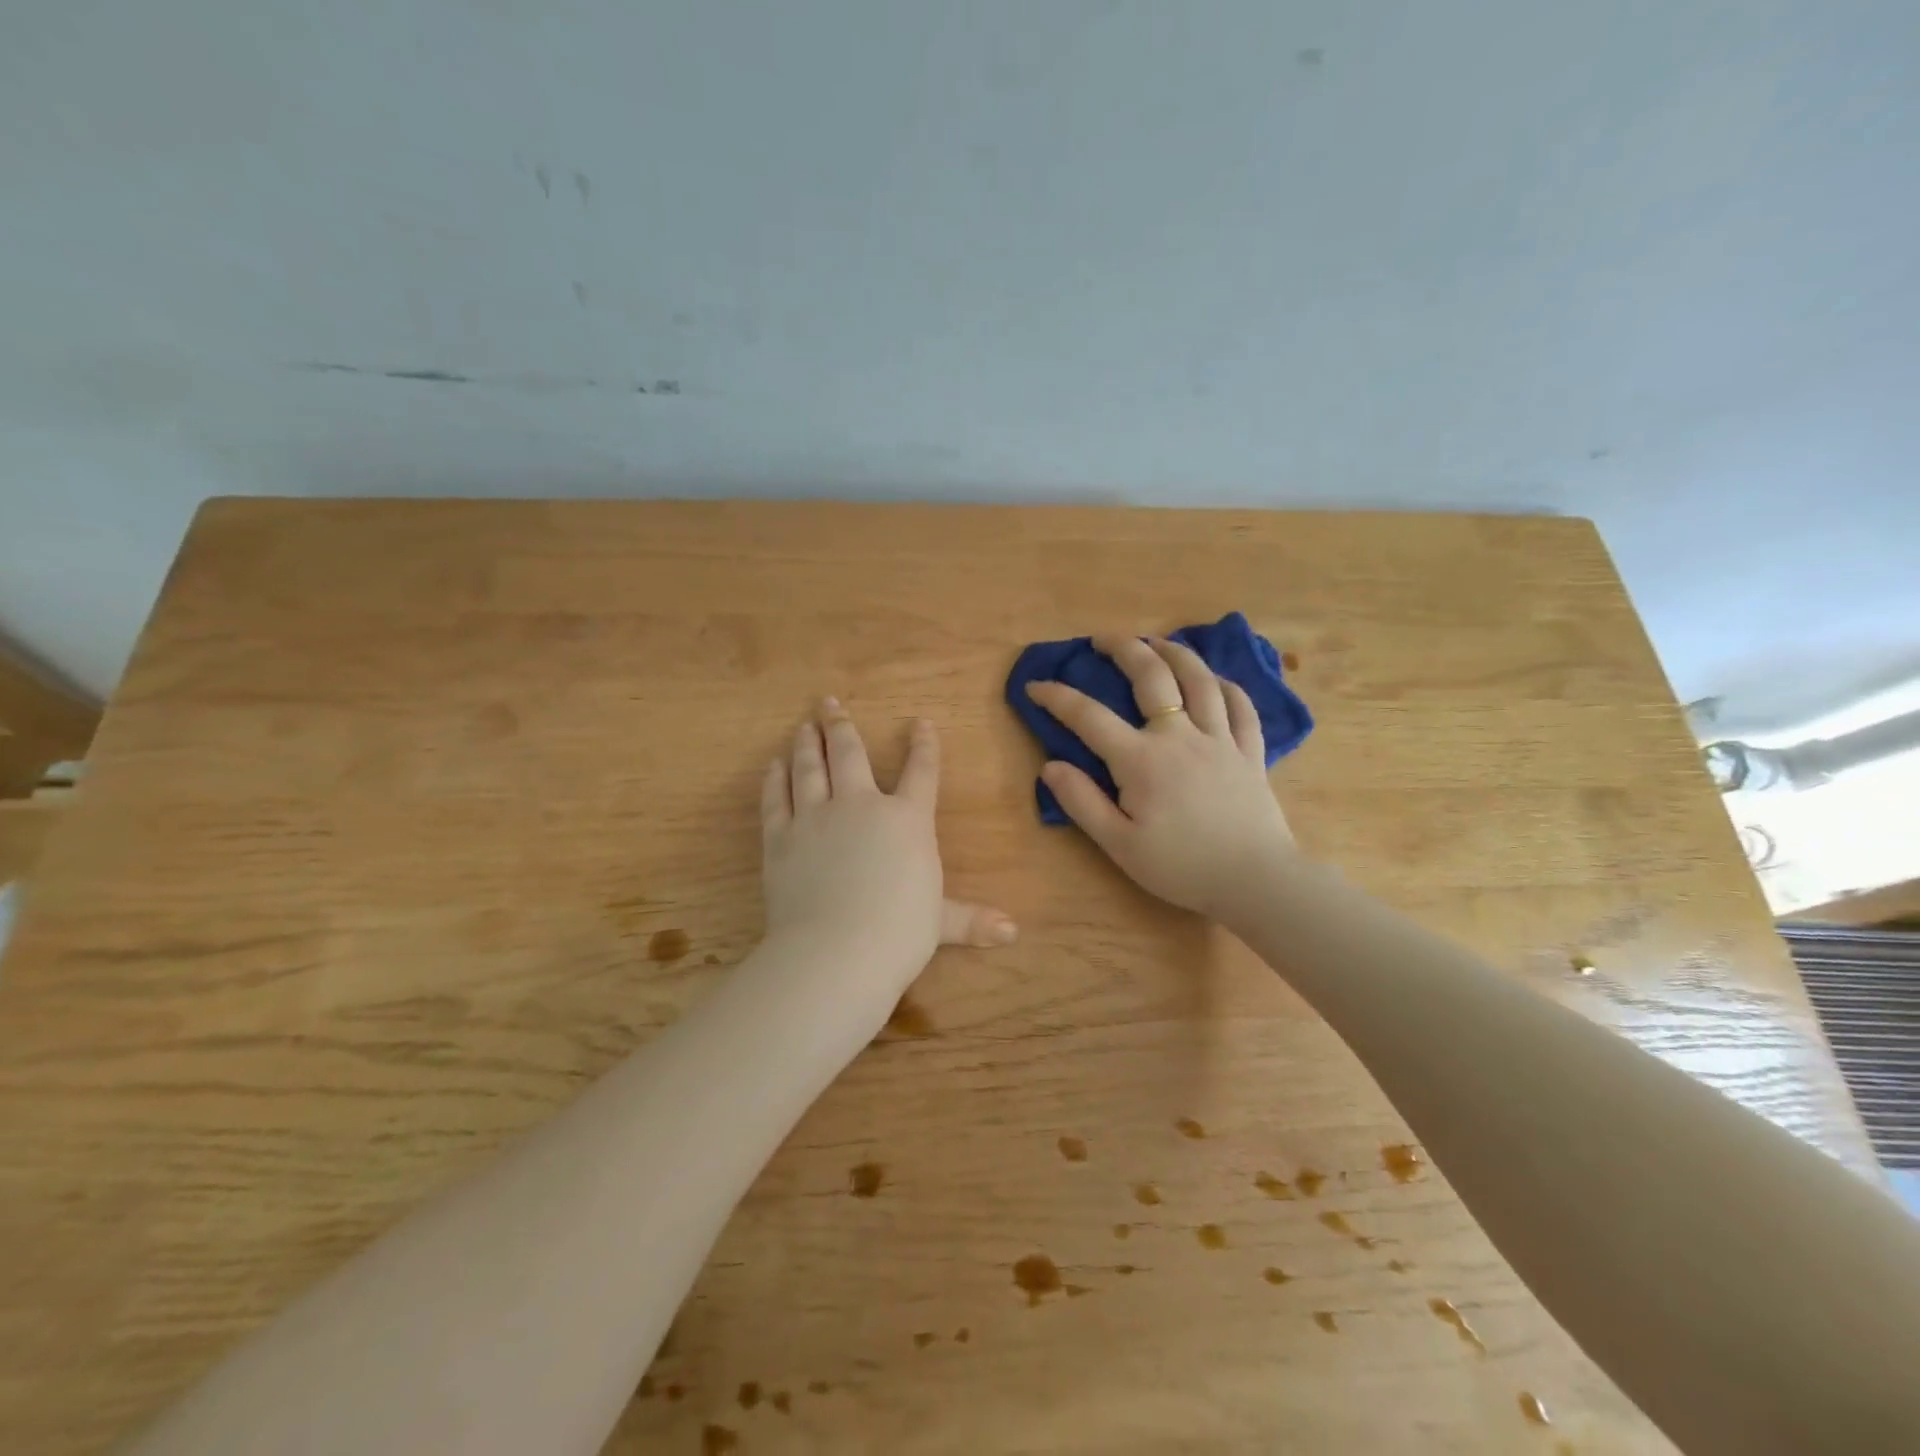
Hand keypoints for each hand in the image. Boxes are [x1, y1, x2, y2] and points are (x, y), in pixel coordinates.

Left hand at [760, 700, 1014, 998]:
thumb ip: (972, 920)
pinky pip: (777, 798)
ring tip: (805, 725)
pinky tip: (775, 764)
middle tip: (830, 704)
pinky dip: (775, 779)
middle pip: (851, 754)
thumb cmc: (900, 932)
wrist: (838, 950)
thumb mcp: (941, 923)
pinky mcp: (781, 837)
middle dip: (842, 726)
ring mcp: (816, 817)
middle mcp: (861, 806)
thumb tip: (1012, 932)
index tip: (920, 723)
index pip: (921, 772)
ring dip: (808, 743)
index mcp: (906, 820)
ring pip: (811, 767)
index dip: (924, 745)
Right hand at [1025, 636, 1297, 919]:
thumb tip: (1050, 766)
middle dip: (1123, 648)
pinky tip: (1214, 679)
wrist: (1256, 881)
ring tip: (1156, 641)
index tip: (1035, 686)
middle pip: (1151, 676)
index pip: (1089, 717)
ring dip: (1174, 652)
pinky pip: (1240, 705)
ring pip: (1199, 679)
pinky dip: (1225, 685)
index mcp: (1141, 759)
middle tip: (1102, 638)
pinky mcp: (1249, 751)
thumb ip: (1082, 803)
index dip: (1057, 697)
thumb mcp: (1120, 845)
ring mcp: (1220, 739)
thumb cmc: (1181, 867)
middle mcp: (1180, 736)